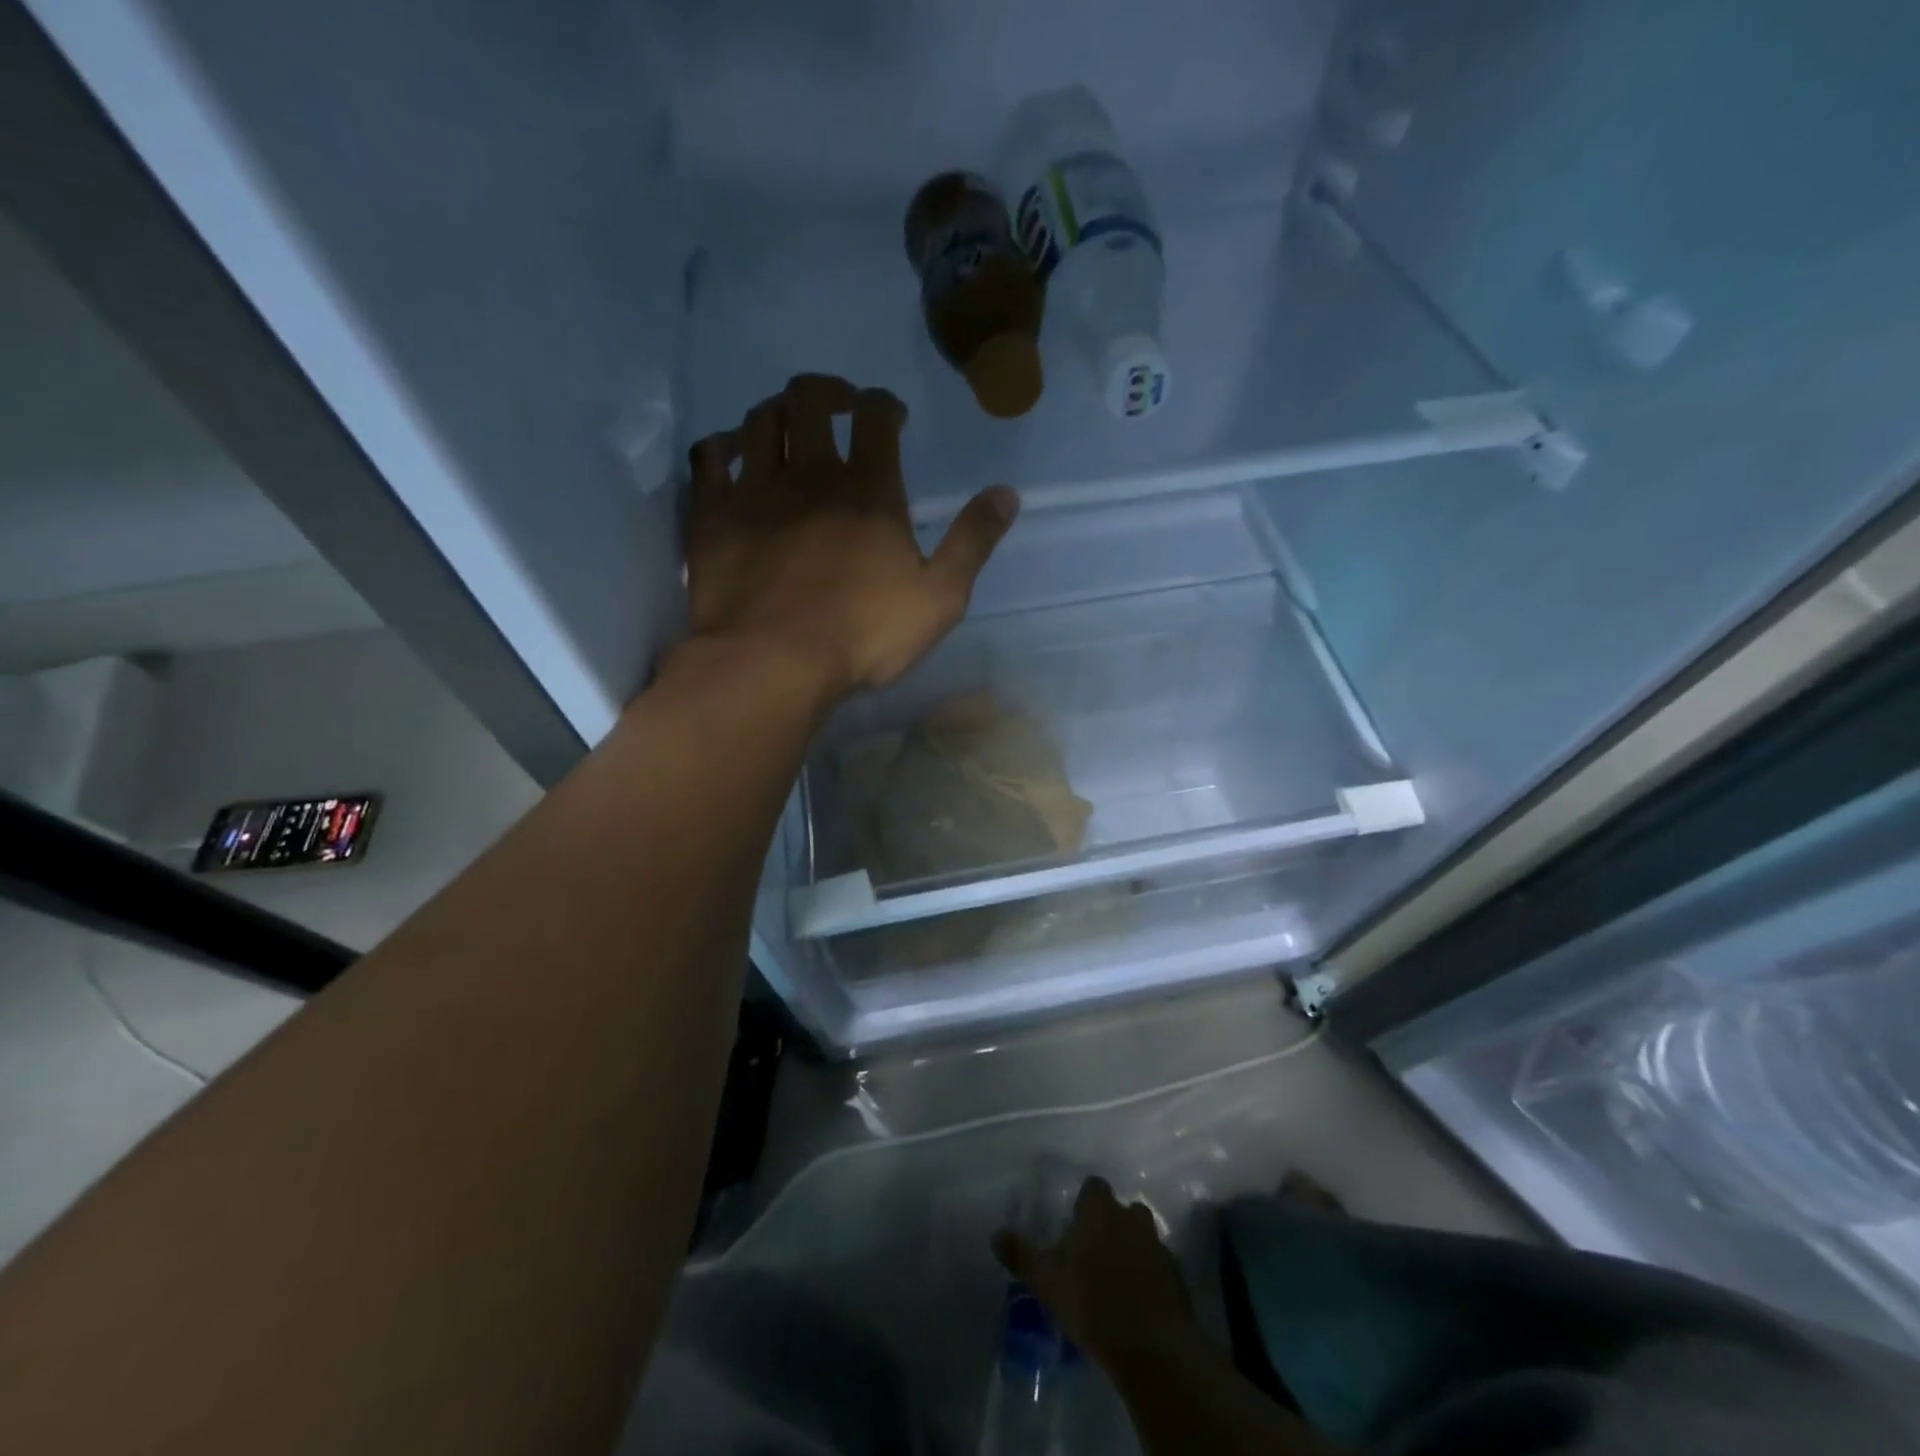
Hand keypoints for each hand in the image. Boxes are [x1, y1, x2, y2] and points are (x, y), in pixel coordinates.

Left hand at [682, 374, 1019, 700]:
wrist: (772, 664)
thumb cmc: (863, 635)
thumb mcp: (939, 598)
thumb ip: (972, 542)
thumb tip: (1007, 493)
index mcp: (868, 489)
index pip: (876, 415)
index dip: (885, 404)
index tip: (891, 416)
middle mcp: (809, 473)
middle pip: (810, 399)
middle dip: (828, 392)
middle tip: (838, 406)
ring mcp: (754, 490)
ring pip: (760, 420)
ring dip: (778, 412)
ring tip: (789, 427)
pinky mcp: (712, 515)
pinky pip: (708, 457)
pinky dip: (723, 446)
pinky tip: (732, 454)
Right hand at [992, 1177, 1200, 1369]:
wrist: (1151, 1345)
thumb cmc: (1091, 1302)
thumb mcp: (1046, 1280)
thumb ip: (1021, 1255)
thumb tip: (995, 1234)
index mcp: (1099, 1211)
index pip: (1093, 1187)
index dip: (1085, 1201)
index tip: (1075, 1221)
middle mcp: (1130, 1218)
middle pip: (1122, 1209)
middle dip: (1111, 1224)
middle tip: (1095, 1251)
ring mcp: (1158, 1247)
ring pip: (1143, 1236)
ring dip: (1132, 1248)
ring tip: (1116, 1277)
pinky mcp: (1176, 1277)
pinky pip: (1158, 1267)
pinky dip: (1149, 1276)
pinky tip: (1137, 1301)